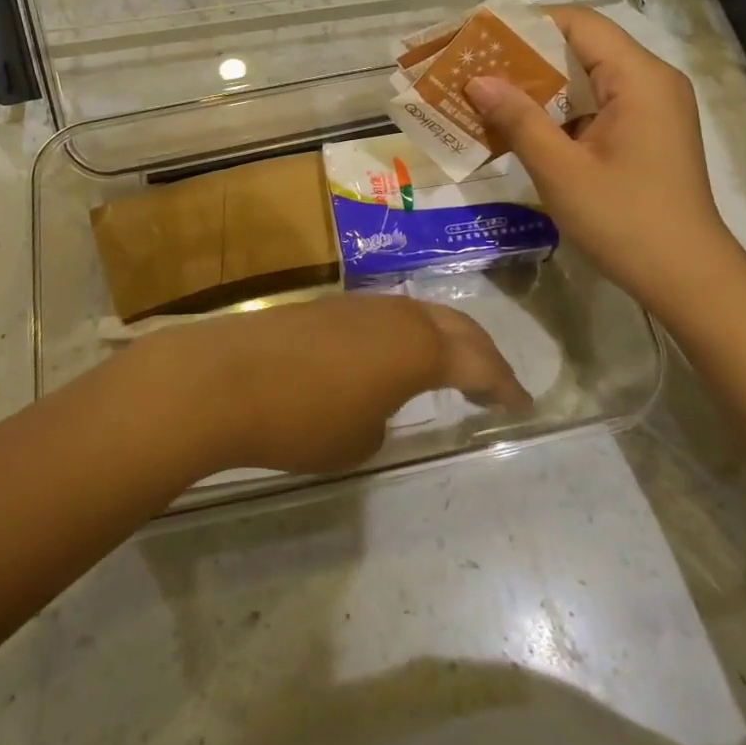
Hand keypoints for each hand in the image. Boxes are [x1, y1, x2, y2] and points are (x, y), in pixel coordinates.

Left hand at [137, 295, 530, 475]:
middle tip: (494, 382)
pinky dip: (403, 338)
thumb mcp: (359, 440)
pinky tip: (388, 358)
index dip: (503, 384)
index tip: (520, 403)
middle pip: (455, 326)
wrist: (225, 378)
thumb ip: (385, 417)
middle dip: (481, 353)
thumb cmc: (303, 418)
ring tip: (446, 368)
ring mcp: (359, 304)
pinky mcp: (327, 306)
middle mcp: (396, 314)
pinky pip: (384, 318)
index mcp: (419, 347)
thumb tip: (378, 401)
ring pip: (418, 316)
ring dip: (440, 340)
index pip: (478, 362)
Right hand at [464, 7, 742, 319]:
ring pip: (587, 78)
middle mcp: (651, 81)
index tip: (481, 37)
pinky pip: (597, 104)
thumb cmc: (625, 221)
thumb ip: (519, 119)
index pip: (578, 24)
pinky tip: (521, 126)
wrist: (687, 278)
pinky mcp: (646, 132)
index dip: (527, 24)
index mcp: (639, 78)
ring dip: (540, 86)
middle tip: (475, 68)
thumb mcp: (561, 171)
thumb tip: (477, 80)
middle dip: (526, 57)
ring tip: (487, 95)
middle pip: (581, 48)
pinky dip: (560, 110)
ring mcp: (652, 107)